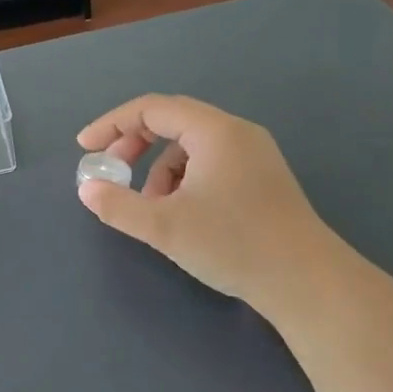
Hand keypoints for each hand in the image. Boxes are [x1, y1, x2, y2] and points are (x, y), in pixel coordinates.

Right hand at [76, 94, 322, 301]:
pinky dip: (184, 180)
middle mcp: (236, 132)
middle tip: (112, 173)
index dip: (112, 125)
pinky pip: (209, 163)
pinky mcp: (262, 178)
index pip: (151, 109)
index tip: (85, 148)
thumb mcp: (164, 227)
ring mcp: (254, 154)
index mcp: (214, 131)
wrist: (307, 282)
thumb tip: (88, 190)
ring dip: (159, 168)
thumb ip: (118, 205)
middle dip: (134, 145)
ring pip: (190, 146)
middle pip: (172, 121)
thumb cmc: (233, 244)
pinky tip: (182, 214)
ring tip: (151, 207)